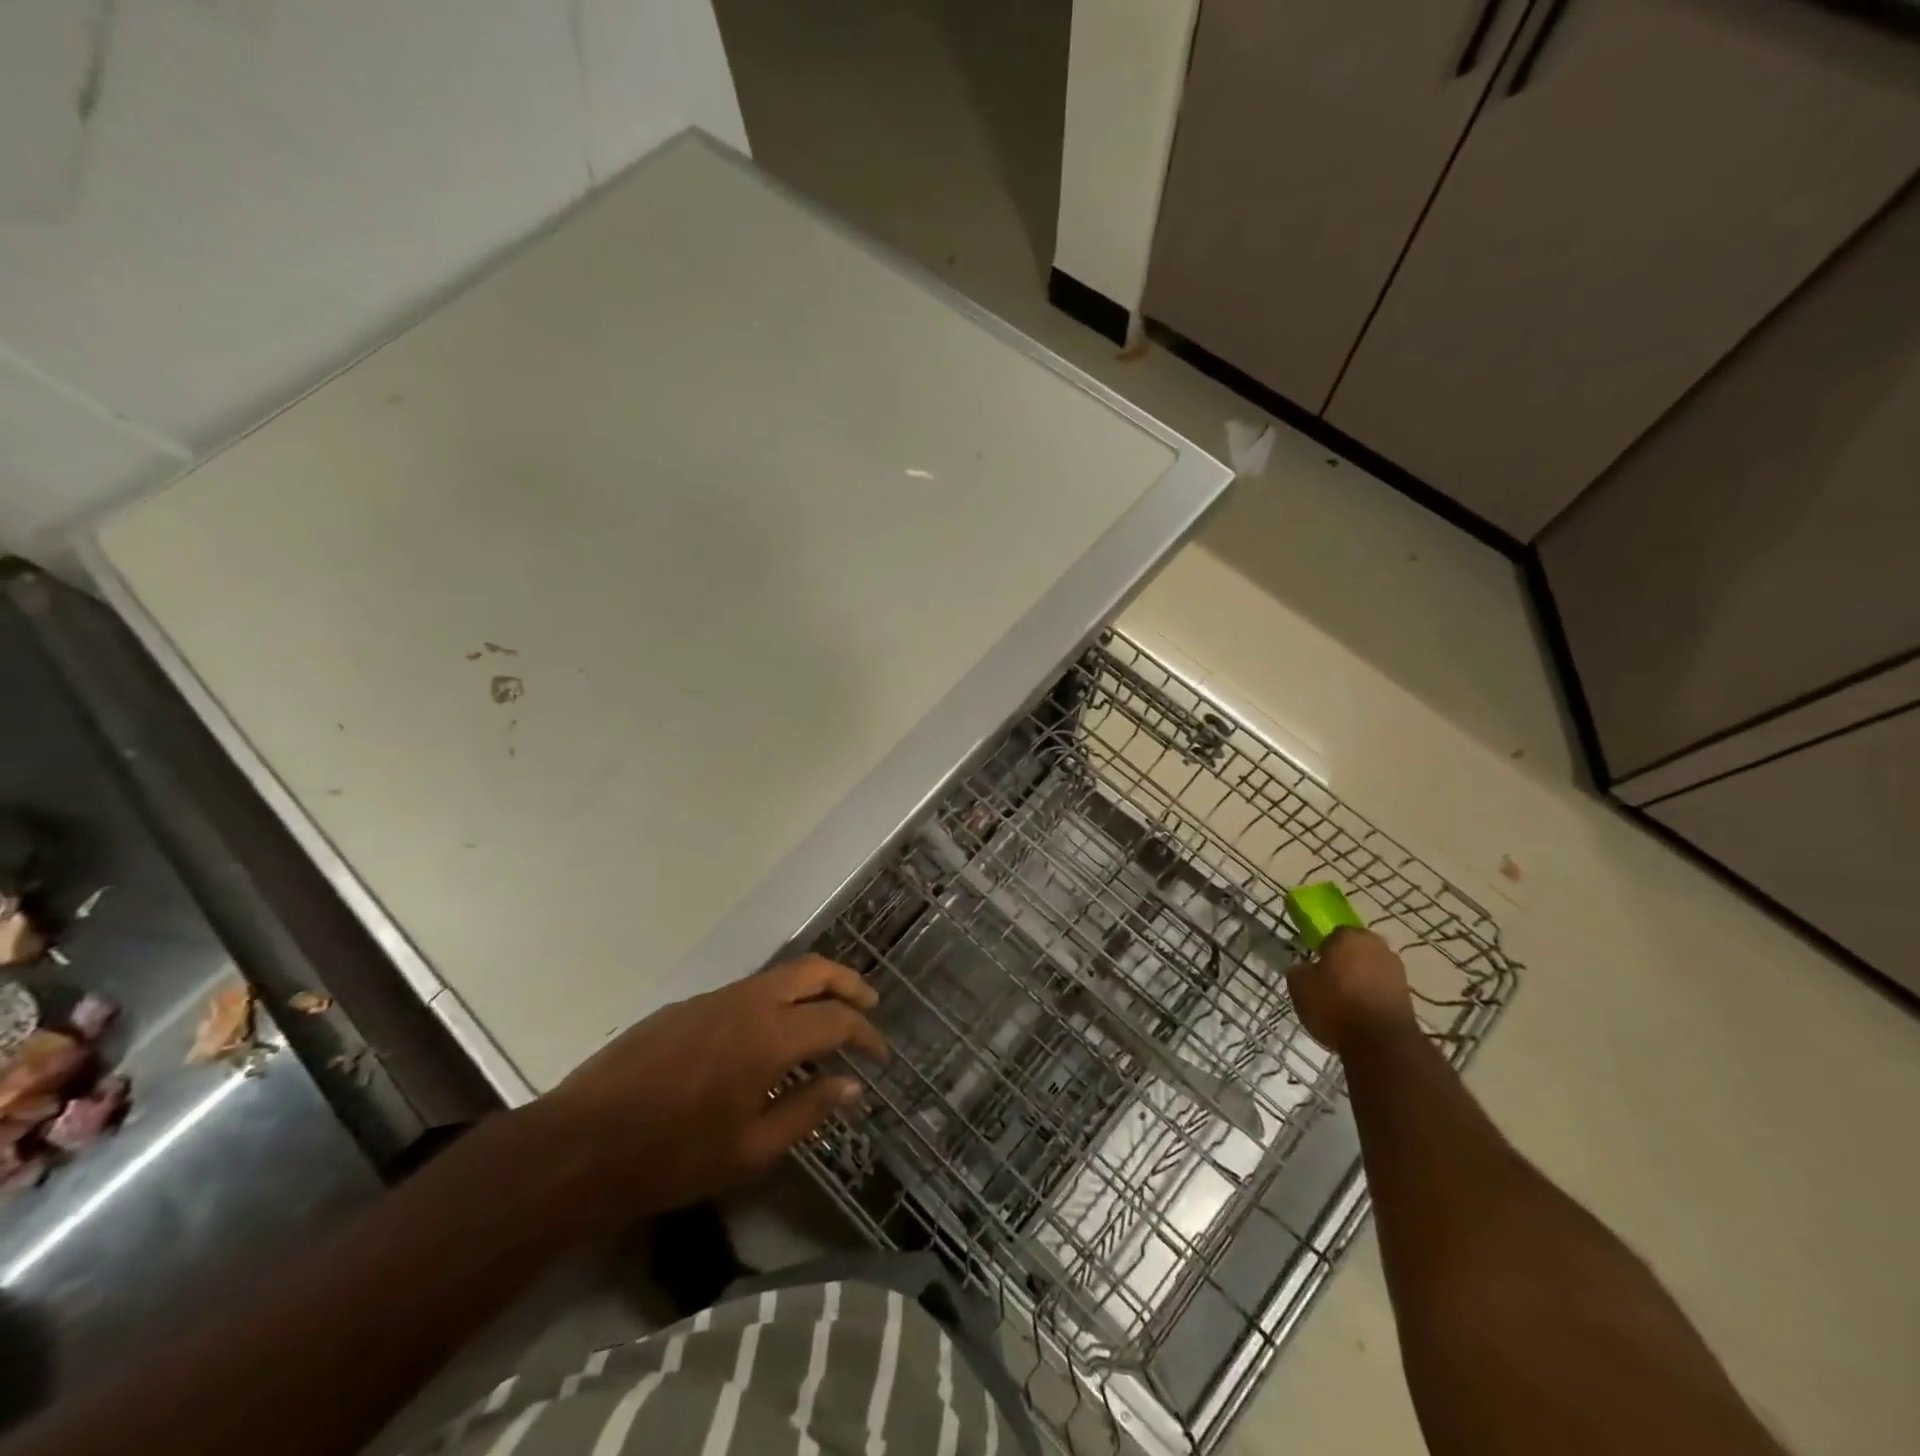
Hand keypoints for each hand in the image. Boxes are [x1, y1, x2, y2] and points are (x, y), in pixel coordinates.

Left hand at [533, 955, 885, 1222]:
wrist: (580, 1145)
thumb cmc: (673, 1157)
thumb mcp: (751, 1150)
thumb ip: (808, 1111)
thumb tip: (852, 1085)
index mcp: (771, 1035)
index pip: (837, 1019)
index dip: (866, 1033)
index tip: (880, 1054)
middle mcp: (748, 1002)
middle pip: (813, 970)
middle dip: (848, 983)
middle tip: (868, 1006)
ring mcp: (713, 998)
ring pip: (778, 976)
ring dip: (809, 991)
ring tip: (821, 1027)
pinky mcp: (685, 1007)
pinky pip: (745, 993)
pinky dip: (772, 1005)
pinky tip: (763, 1043)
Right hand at [1287, 927, 1416, 1057]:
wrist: (1380, 1043)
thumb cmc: (1335, 1004)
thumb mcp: (1298, 985)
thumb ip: (1300, 970)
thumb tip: (1306, 969)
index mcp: (1350, 935)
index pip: (1332, 935)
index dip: (1321, 951)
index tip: (1313, 968)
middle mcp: (1377, 946)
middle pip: (1354, 952)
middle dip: (1343, 964)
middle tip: (1326, 984)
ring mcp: (1397, 972)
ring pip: (1370, 971)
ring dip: (1359, 982)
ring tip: (1342, 1004)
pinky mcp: (1408, 997)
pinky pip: (1381, 991)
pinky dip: (1371, 999)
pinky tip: (1358, 1016)